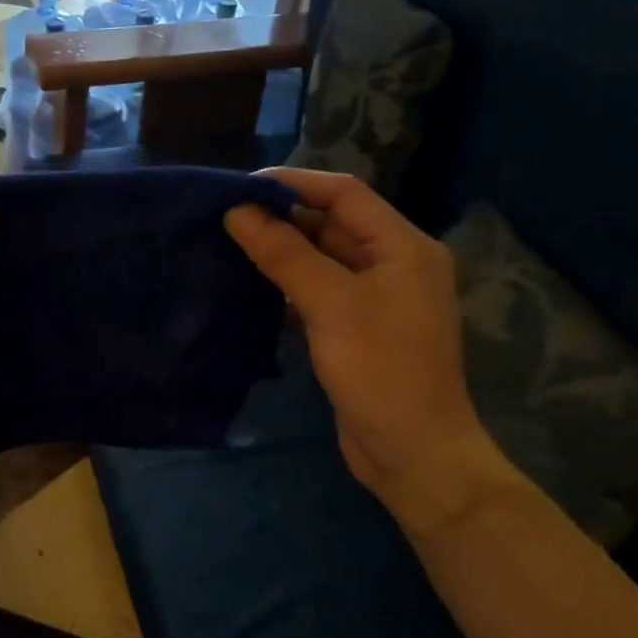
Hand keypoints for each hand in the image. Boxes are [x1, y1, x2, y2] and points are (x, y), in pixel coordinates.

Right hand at [225, 169, 510, 531]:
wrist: (412, 455)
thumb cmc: (380, 371)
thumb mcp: (330, 305)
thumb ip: (284, 253)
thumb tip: (237, 211)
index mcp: (403, 247)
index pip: (344, 193)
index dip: (293, 183)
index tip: (240, 187)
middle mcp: (392, 263)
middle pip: (331, 223)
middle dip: (280, 216)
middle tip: (224, 215)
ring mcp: (374, 297)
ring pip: (319, 256)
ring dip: (279, 248)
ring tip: (227, 241)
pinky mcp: (354, 326)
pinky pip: (316, 288)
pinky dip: (284, 281)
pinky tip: (247, 281)